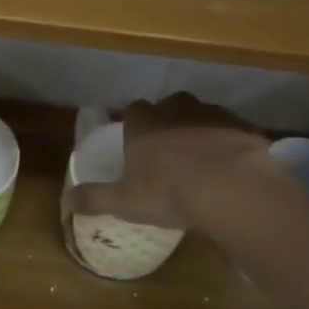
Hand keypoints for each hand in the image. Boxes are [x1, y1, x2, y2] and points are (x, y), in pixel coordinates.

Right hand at [69, 93, 277, 230]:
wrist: (230, 187)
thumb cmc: (168, 191)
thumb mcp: (124, 201)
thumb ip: (94, 198)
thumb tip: (65, 201)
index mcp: (143, 123)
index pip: (133, 111)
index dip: (135, 125)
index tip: (136, 143)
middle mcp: (176, 109)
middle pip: (169, 106)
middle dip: (168, 122)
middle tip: (170, 150)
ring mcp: (212, 114)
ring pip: (202, 115)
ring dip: (200, 131)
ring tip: (203, 160)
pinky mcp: (243, 126)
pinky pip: (232, 130)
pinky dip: (229, 143)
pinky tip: (231, 166)